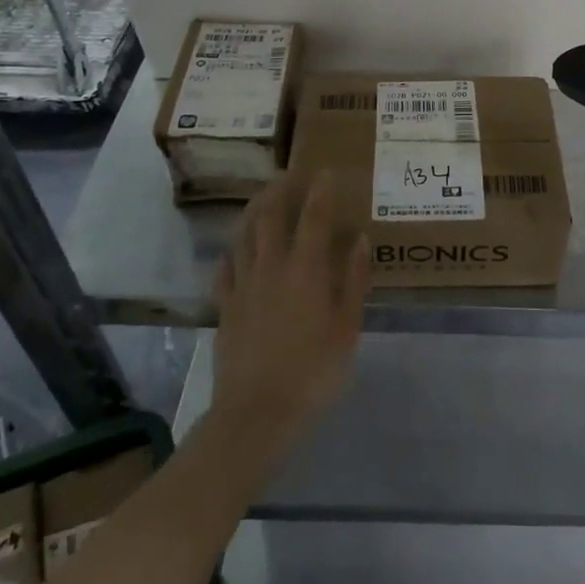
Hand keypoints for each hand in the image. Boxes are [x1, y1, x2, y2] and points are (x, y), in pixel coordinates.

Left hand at [212, 173, 371, 457]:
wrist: (257, 413)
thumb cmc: (313, 372)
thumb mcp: (347, 329)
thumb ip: (353, 280)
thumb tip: (359, 239)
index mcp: (305, 270)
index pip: (313, 217)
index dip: (319, 190)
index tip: (324, 170)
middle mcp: (271, 268)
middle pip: (269, 216)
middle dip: (279, 190)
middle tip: (288, 174)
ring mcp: (243, 286)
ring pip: (243, 236)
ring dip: (253, 211)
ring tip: (261, 198)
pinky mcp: (225, 307)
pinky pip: (225, 269)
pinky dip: (232, 252)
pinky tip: (235, 250)